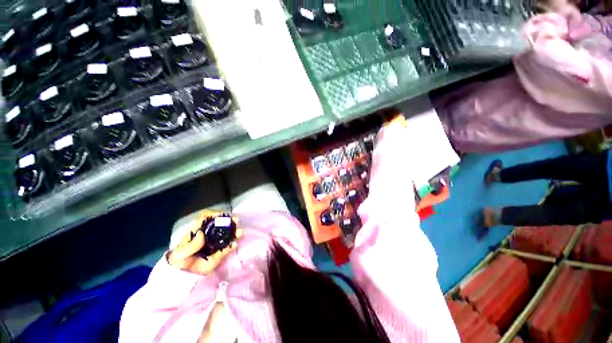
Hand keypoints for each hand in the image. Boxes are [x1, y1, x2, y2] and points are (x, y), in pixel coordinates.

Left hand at [167, 211, 242, 274]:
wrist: (181, 278)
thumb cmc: (178, 262)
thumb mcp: (180, 253)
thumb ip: (191, 244)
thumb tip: (201, 233)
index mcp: (197, 233)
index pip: (206, 219)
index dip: (214, 214)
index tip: (221, 215)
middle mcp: (208, 236)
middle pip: (219, 225)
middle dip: (228, 221)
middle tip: (236, 220)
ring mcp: (214, 245)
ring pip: (226, 236)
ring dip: (233, 232)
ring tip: (239, 232)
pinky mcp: (218, 255)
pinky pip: (227, 249)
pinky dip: (232, 246)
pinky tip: (234, 244)